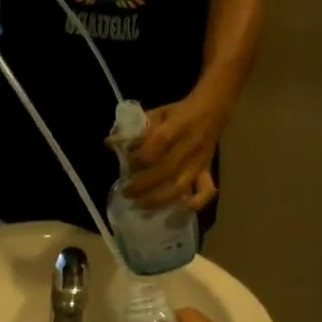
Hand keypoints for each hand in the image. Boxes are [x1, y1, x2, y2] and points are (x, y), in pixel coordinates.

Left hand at [125, 90, 229, 210]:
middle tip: (126, 193)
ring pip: (180, 187)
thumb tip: (109, 144)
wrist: (212, 110)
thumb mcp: (157, 113)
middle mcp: (189, 148)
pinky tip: (177, 211)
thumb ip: (134, 130)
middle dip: (142, 185)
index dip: (139, 157)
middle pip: (166, 171)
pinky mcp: (206, 171)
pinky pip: (205, 191)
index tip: (126, 164)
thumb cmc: (179, 112)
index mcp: (177, 127)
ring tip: (140, 206)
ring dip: (159, 200)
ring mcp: (199, 163)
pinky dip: (194, 204)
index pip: (157, 144)